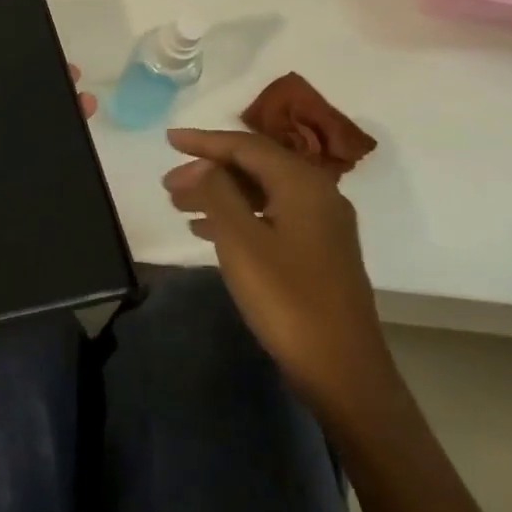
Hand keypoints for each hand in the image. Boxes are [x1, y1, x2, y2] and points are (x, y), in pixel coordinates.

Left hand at [0, 53, 94, 348]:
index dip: (6, 87)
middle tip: (78, 90)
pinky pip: (34, 209)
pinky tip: (89, 173)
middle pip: (10, 137)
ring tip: (89, 117)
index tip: (37, 63)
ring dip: (57, 146)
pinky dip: (57, 193)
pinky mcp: (4, 236)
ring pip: (28, 169)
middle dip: (41, 112)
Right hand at [163, 128, 392, 412]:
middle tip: (168, 185)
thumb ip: (217, 192)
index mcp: (302, 183)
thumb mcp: (241, 241)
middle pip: (255, 166)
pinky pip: (270, 217)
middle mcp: (317, 194)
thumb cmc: (287, 299)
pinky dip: (236, 216)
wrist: (343, 370)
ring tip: (179, 206)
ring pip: (261, 193)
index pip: (246, 146)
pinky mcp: (318, 252)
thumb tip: (203, 164)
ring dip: (219, 194)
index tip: (168, 140)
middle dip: (208, 170)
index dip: (204, 141)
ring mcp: (321, 225)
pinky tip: (206, 232)